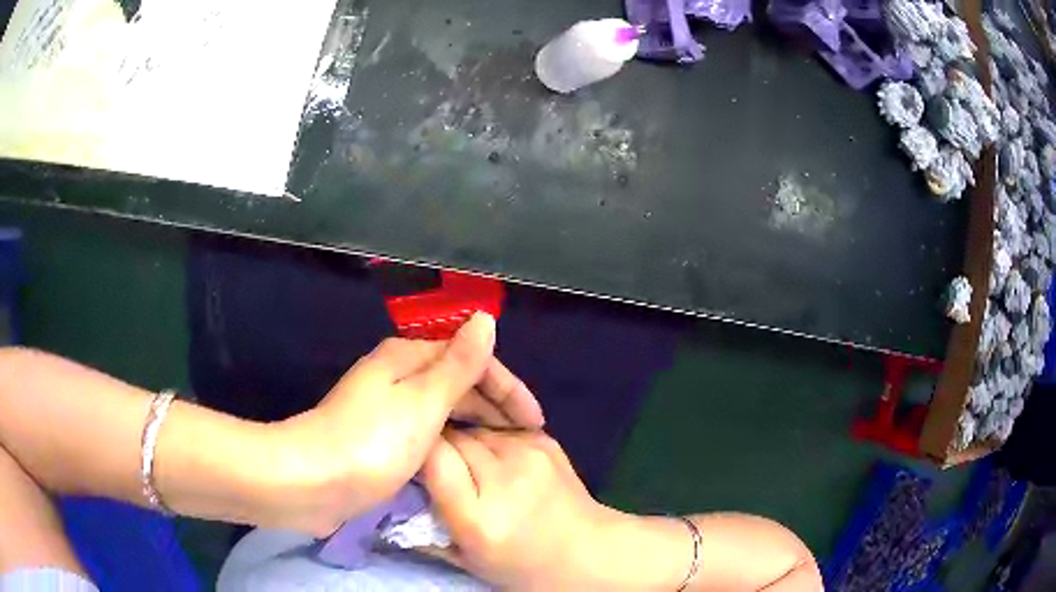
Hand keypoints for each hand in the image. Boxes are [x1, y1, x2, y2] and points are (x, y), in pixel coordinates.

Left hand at [267, 313, 543, 534]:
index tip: (535, 420)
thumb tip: (485, 319)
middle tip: (526, 437)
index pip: (471, 358)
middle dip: (494, 404)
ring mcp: (387, 406)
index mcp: (407, 356)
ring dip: (476, 421)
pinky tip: (467, 454)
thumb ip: (458, 363)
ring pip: (444, 406)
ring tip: (505, 447)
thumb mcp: (423, 401)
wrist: (313, 482)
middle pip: (457, 380)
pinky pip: (429, 428)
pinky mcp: (380, 436)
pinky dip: (453, 437)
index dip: (506, 386)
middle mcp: (397, 374)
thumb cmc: (372, 441)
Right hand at [421, 429, 618, 589]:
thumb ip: (425, 525)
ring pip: (475, 427)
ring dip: (463, 439)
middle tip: (434, 461)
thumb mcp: (465, 559)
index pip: (432, 457)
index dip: (417, 453)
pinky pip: (500, 427)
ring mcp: (530, 453)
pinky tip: (493, 459)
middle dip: (437, 443)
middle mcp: (505, 478)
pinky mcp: (545, 440)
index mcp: (480, 517)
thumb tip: (398, 485)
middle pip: (453, 435)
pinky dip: (489, 438)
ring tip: (466, 463)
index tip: (409, 460)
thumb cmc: (520, 565)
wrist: (587, 551)